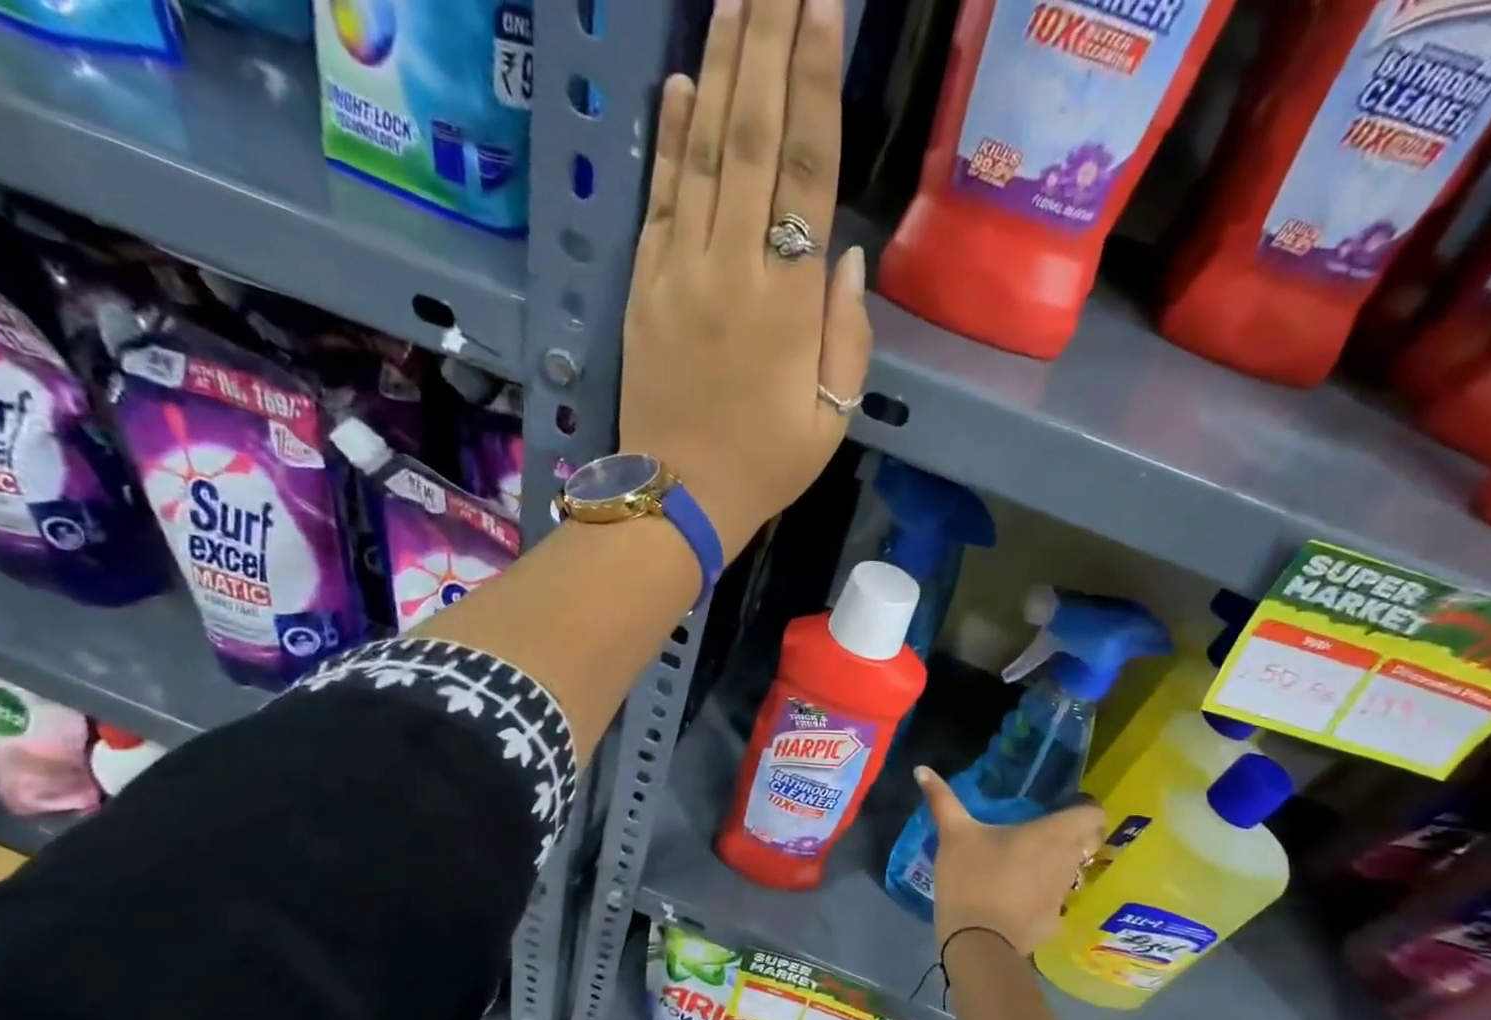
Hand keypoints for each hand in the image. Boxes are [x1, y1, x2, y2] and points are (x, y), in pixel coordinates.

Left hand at [618, 0, 871, 555]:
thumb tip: (847, 257)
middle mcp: (732, 270)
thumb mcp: (831, 417)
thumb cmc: (765, 466)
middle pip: (752, 139)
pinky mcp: (643, 289)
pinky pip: (659, 200)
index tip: (822, 7)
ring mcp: (679, 274)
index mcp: (789, 303)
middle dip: (768, 44)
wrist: (680, 499)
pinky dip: (670, 140)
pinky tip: (684, 85)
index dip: (816, 84)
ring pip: (702, 154)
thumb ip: (847, 337)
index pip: (807, 172)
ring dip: (721, 69)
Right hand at [915, 768, 1105, 956]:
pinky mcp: (1054, 922)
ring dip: (1057, 863)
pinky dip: (1042, 894)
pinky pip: (1055, 899)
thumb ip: (942, 800)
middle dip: (1074, 834)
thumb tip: (922, 769)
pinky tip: (1017, 895)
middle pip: (1088, 842)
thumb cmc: (972, 878)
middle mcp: (1068, 862)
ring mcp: (1064, 895)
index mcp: (1052, 835)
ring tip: (1026, 861)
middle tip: (1042, 830)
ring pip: (1073, 871)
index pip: (1093, 814)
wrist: (978, 943)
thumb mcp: (953, 834)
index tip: (1061, 805)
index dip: (1083, 807)